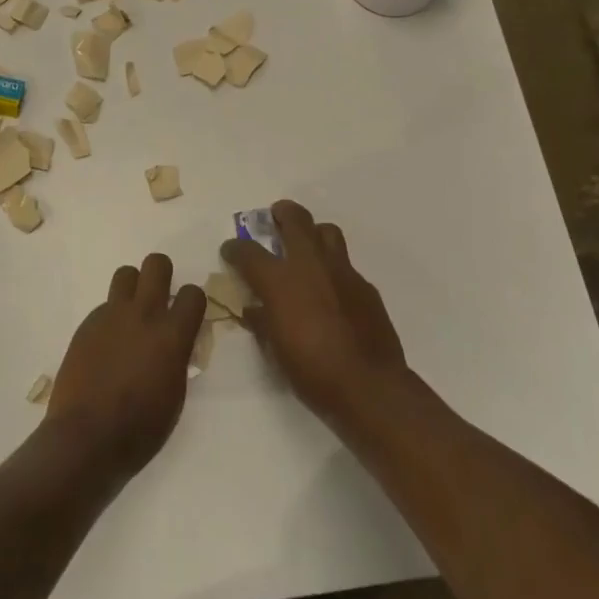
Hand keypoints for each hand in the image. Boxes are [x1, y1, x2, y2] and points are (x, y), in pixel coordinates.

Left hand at [46, 253, 207, 477]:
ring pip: (126, 274)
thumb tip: (176, 342)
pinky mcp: (87, 324)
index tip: (187, 315)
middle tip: (160, 298)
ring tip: (131, 315)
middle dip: (162, 274)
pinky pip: (105, 306)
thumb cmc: (140, 428)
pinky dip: (111, 318)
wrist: (86, 437)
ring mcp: (111, 316)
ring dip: (133, 287)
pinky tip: (107, 346)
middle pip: (156, 264)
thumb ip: (178, 357)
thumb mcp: (175, 394)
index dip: (192, 302)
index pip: (193, 293)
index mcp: (172, 335)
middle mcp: (143, 314)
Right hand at [222, 200, 408, 428]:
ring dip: (314, 232)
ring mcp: (342, 272)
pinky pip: (346, 265)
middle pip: (295, 220)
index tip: (230, 250)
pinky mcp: (365, 286)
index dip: (235, 248)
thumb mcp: (274, 350)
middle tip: (275, 215)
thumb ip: (262, 322)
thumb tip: (254, 310)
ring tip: (307, 244)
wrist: (368, 386)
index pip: (248, 252)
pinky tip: (331, 289)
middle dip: (282, 213)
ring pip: (327, 232)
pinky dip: (333, 269)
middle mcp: (310, 265)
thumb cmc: (311, 370)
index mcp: (280, 280)